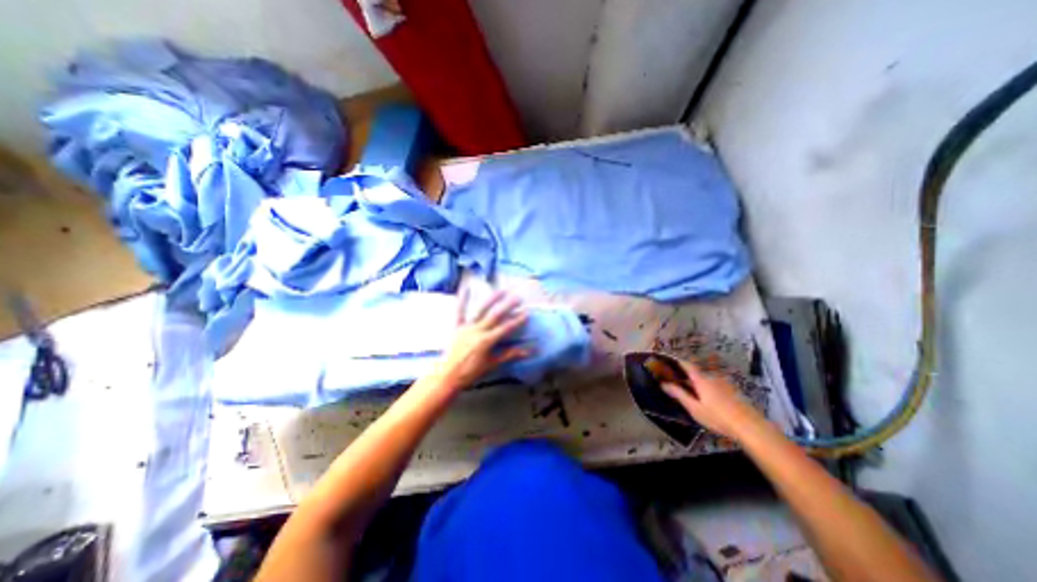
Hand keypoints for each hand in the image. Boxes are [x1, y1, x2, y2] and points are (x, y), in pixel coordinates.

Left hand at [436, 289, 532, 388]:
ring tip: (502, 290)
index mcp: (486, 341)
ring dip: (492, 299)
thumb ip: (509, 355)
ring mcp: (466, 327)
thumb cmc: (470, 373)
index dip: (517, 320)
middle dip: (508, 306)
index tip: (526, 313)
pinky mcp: (457, 327)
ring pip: (481, 310)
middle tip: (518, 298)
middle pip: (495, 316)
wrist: (447, 376)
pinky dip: (462, 299)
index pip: (505, 328)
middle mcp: (477, 330)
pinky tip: (466, 287)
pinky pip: (459, 311)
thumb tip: (528, 351)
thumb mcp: (492, 364)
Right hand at [665, 360, 757, 440]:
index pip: (687, 364)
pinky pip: (716, 384)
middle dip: (686, 375)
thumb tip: (663, 384)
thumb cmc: (718, 417)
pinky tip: (708, 400)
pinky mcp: (733, 391)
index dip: (677, 362)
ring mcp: (724, 383)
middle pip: (697, 372)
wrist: (751, 427)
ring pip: (707, 379)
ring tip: (692, 393)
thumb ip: (679, 394)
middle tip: (678, 383)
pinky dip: (708, 388)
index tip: (668, 363)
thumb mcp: (694, 408)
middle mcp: (712, 377)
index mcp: (701, 379)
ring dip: (698, 382)